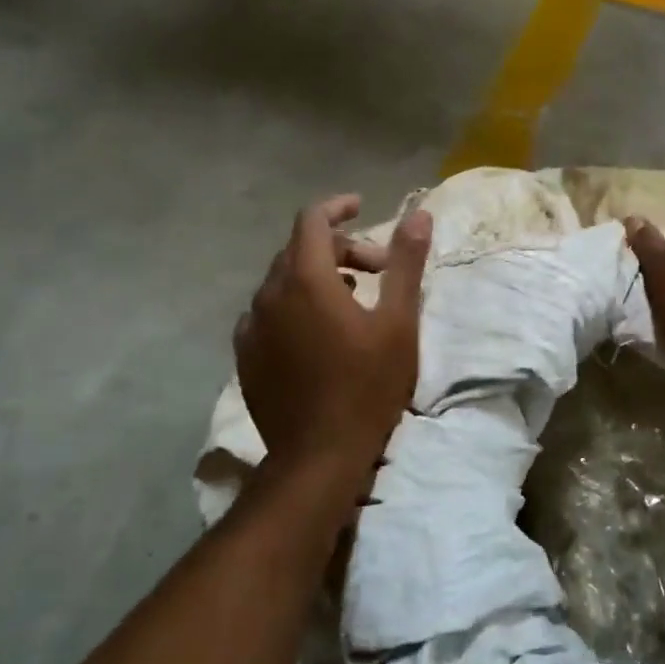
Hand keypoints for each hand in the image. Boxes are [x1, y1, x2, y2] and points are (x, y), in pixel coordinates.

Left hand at [235, 195, 433, 489]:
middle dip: (339, 248)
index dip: (337, 207)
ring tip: (353, 299)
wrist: (318, 456)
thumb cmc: (367, 385)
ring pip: (282, 281)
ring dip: (317, 277)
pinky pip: (268, 313)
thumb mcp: (399, 322)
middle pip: (299, 249)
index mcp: (306, 278)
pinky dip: (294, 306)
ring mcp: (252, 327)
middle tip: (378, 270)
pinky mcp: (246, 356)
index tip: (361, 208)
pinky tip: (316, 332)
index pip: (312, 220)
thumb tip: (419, 214)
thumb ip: (406, 263)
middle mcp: (270, 294)